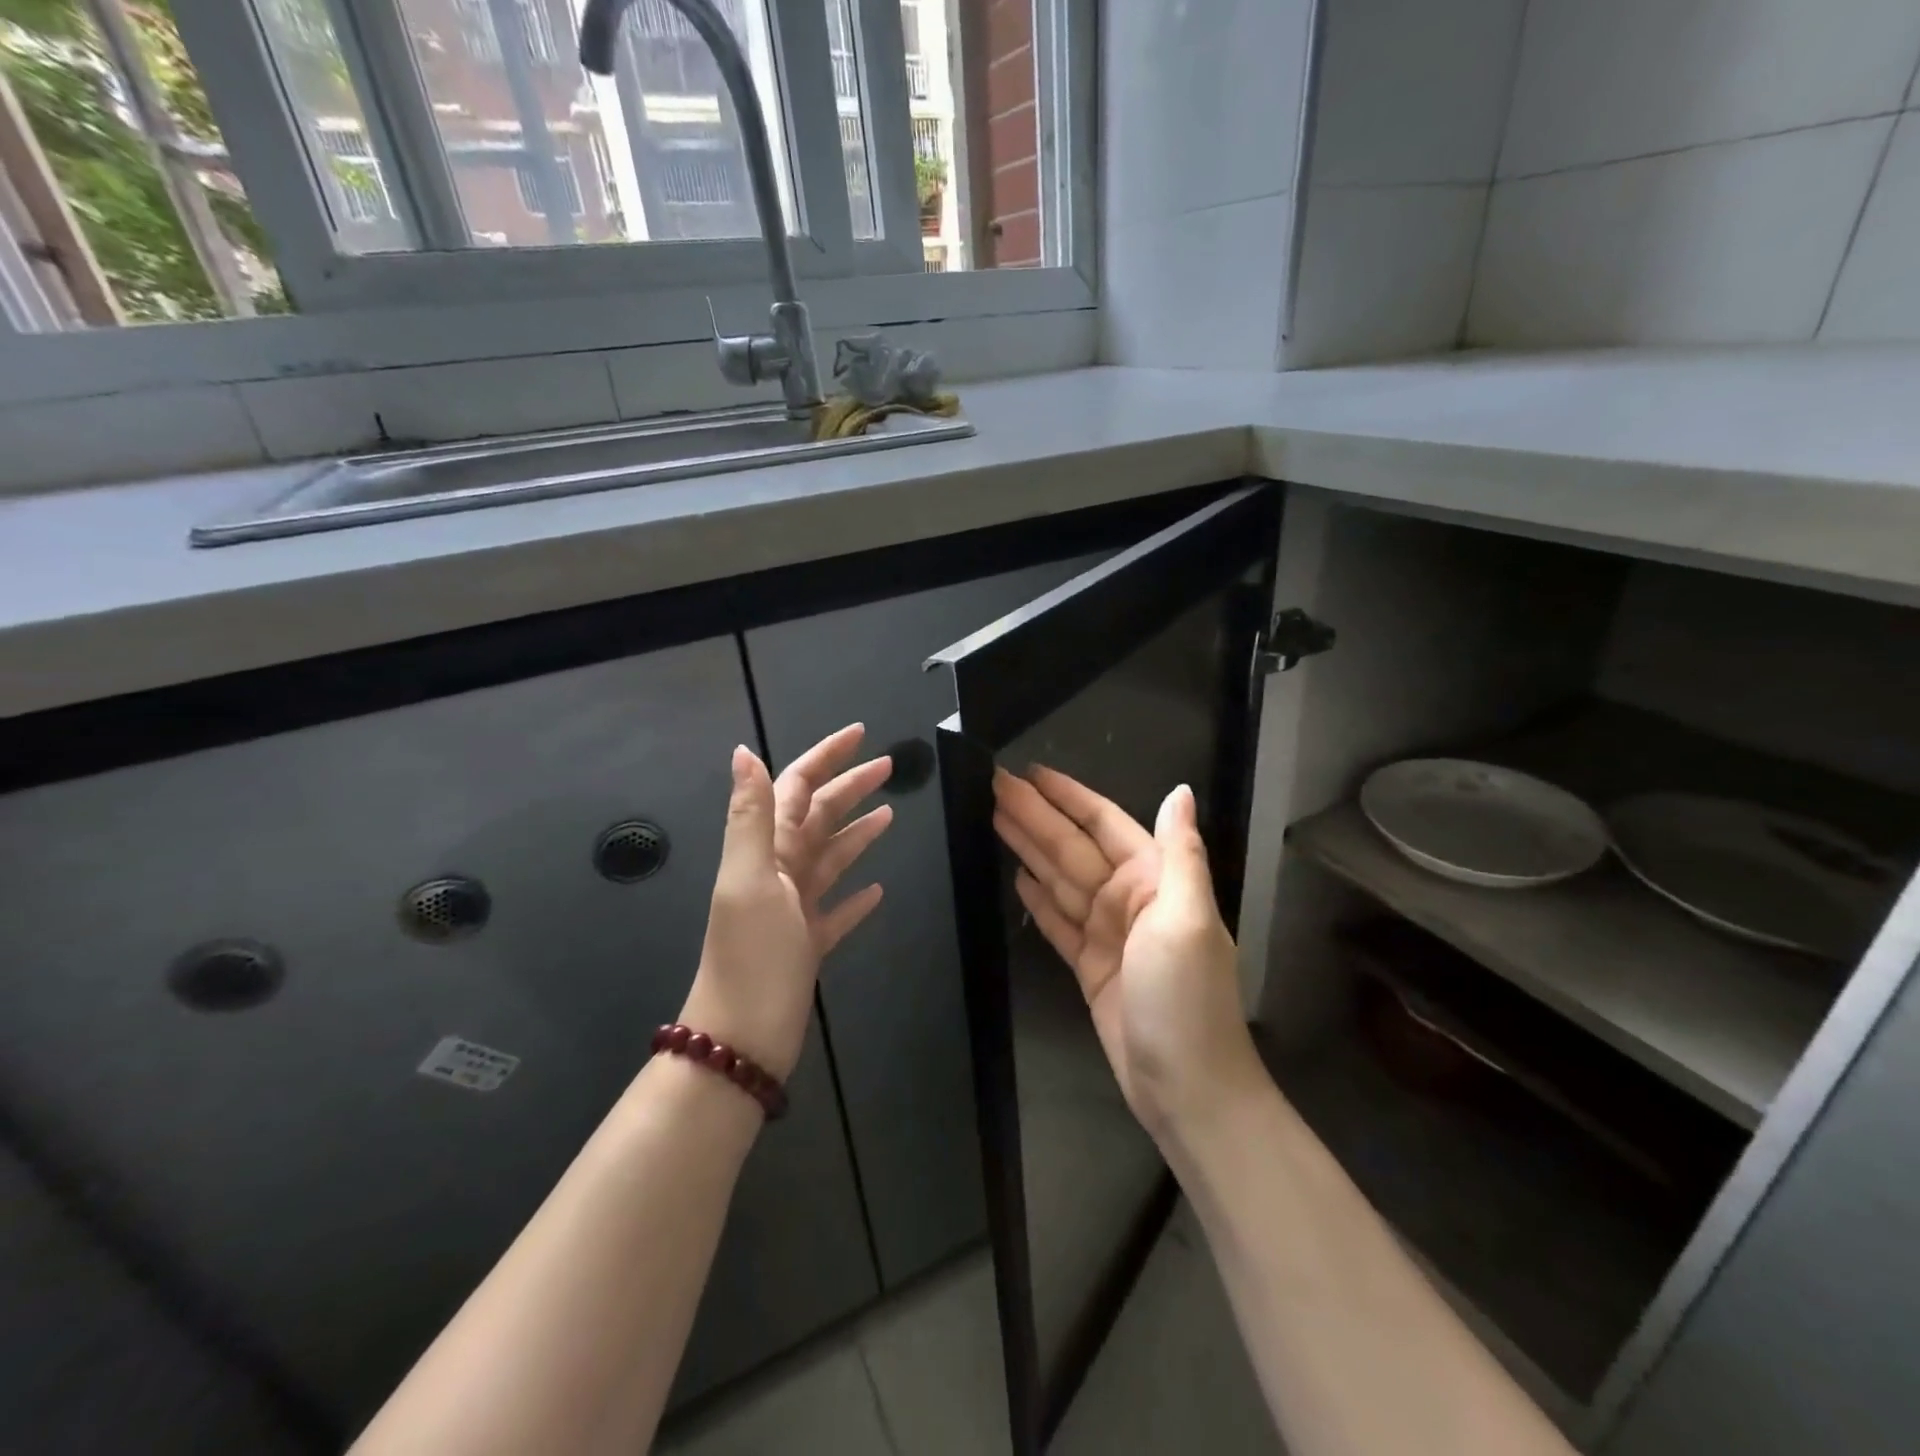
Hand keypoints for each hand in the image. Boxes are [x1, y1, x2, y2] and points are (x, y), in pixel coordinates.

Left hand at [681, 726, 892, 1080]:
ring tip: (889, 816)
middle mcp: (780, 871)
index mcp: (767, 851)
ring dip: (858, 833)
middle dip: (850, 787)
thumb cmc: (751, 955)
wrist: (742, 1037)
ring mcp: (796, 908)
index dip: (826, 758)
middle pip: (820, 817)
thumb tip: (744, 751)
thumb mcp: (750, 878)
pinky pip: (837, 909)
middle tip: (888, 767)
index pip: (797, 788)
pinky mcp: (809, 943)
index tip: (860, 734)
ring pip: (831, 858)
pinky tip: (877, 891)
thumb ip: (751, 816)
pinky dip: (856, 896)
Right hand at [993, 766, 1264, 1143]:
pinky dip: (1037, 898)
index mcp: (1153, 880)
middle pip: (1071, 847)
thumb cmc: (1187, 998)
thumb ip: (1180, 853)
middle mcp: (1128, 899)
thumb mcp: (1189, 919)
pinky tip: (1017, 876)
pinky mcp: (1087, 965)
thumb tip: (1181, 790)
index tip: (1031, 772)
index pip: (1103, 823)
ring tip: (993, 818)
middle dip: (1034, 815)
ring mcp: (1105, 933)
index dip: (1067, 796)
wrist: (1186, 1087)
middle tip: (992, 785)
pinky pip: (1056, 920)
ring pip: (1059, 878)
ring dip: (1027, 848)